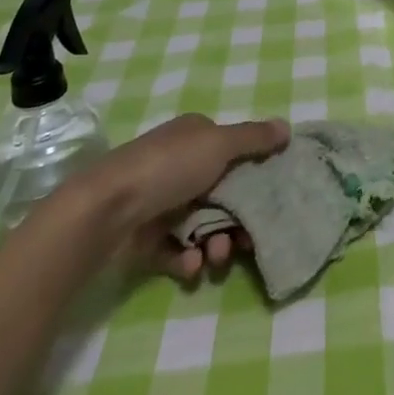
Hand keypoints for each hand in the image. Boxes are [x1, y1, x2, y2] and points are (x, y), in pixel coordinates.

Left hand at [80, 113, 290, 286]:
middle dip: (235, 220)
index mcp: (195, 137)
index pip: (233, 152)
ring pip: (202, 225)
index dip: (254, 175)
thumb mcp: (219, 144)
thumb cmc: (168, 167)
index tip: (270, 201)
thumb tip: (287, 127)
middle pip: (222, 194)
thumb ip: (254, 139)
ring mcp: (161, 201)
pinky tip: (190, 266)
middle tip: (245, 241)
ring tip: (214, 257)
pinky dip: (187, 259)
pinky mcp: (146, 236)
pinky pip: (176, 250)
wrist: (106, 209)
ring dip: (214, 243)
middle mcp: (179, 165)